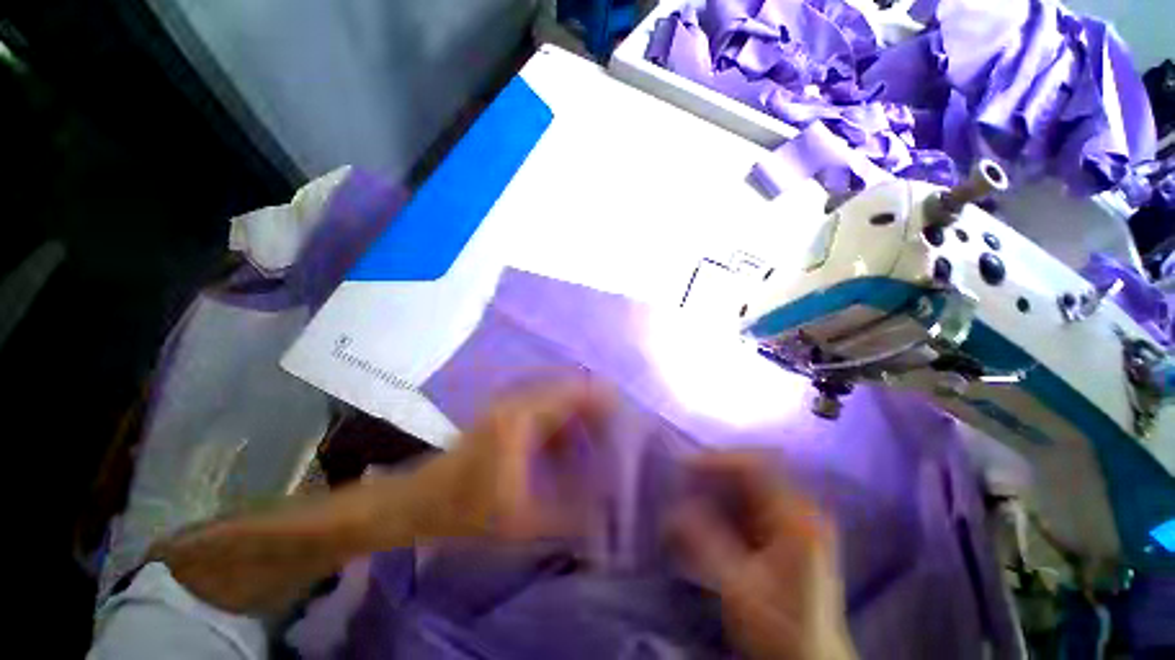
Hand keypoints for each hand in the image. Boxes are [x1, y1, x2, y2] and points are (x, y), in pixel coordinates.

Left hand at [390, 379, 614, 543]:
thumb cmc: (467, 510)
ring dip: (579, 416)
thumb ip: (570, 516)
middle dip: (595, 409)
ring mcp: (509, 406)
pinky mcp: (505, 415)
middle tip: (616, 432)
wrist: (418, 503)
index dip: (602, 399)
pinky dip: (562, 424)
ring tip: (599, 440)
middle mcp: (518, 402)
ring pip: (557, 400)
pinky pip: (544, 411)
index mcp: (523, 418)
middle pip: (569, 391)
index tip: (626, 414)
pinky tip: (570, 449)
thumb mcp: (523, 521)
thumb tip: (608, 511)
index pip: (574, 392)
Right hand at [670, 454, 855, 659]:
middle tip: (682, 480)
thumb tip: (675, 509)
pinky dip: (726, 502)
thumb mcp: (739, 588)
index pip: (755, 466)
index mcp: (797, 518)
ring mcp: (796, 519)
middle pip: (751, 471)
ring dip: (717, 486)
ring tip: (688, 494)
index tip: (685, 467)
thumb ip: (706, 543)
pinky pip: (751, 501)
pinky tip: (707, 513)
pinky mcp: (787, 531)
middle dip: (714, 472)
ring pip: (749, 485)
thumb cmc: (780, 628)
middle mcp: (801, 510)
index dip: (718, 460)